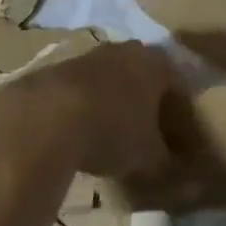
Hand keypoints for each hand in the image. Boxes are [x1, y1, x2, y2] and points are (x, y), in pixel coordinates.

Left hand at [0, 42, 182, 179]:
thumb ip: (166, 162)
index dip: (181, 113)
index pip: (179, 84)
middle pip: (144, 75)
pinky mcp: (56, 69)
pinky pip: (81, 88)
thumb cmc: (112, 131)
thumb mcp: (148, 157)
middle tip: (148, 132)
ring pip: (110, 78)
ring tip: (111, 133)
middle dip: (148, 101)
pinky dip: (84, 106)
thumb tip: (179, 173)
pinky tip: (79, 132)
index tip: (179, 138)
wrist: (44, 118)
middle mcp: (126, 52)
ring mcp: (89, 56)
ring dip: (113, 100)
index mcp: (157, 65)